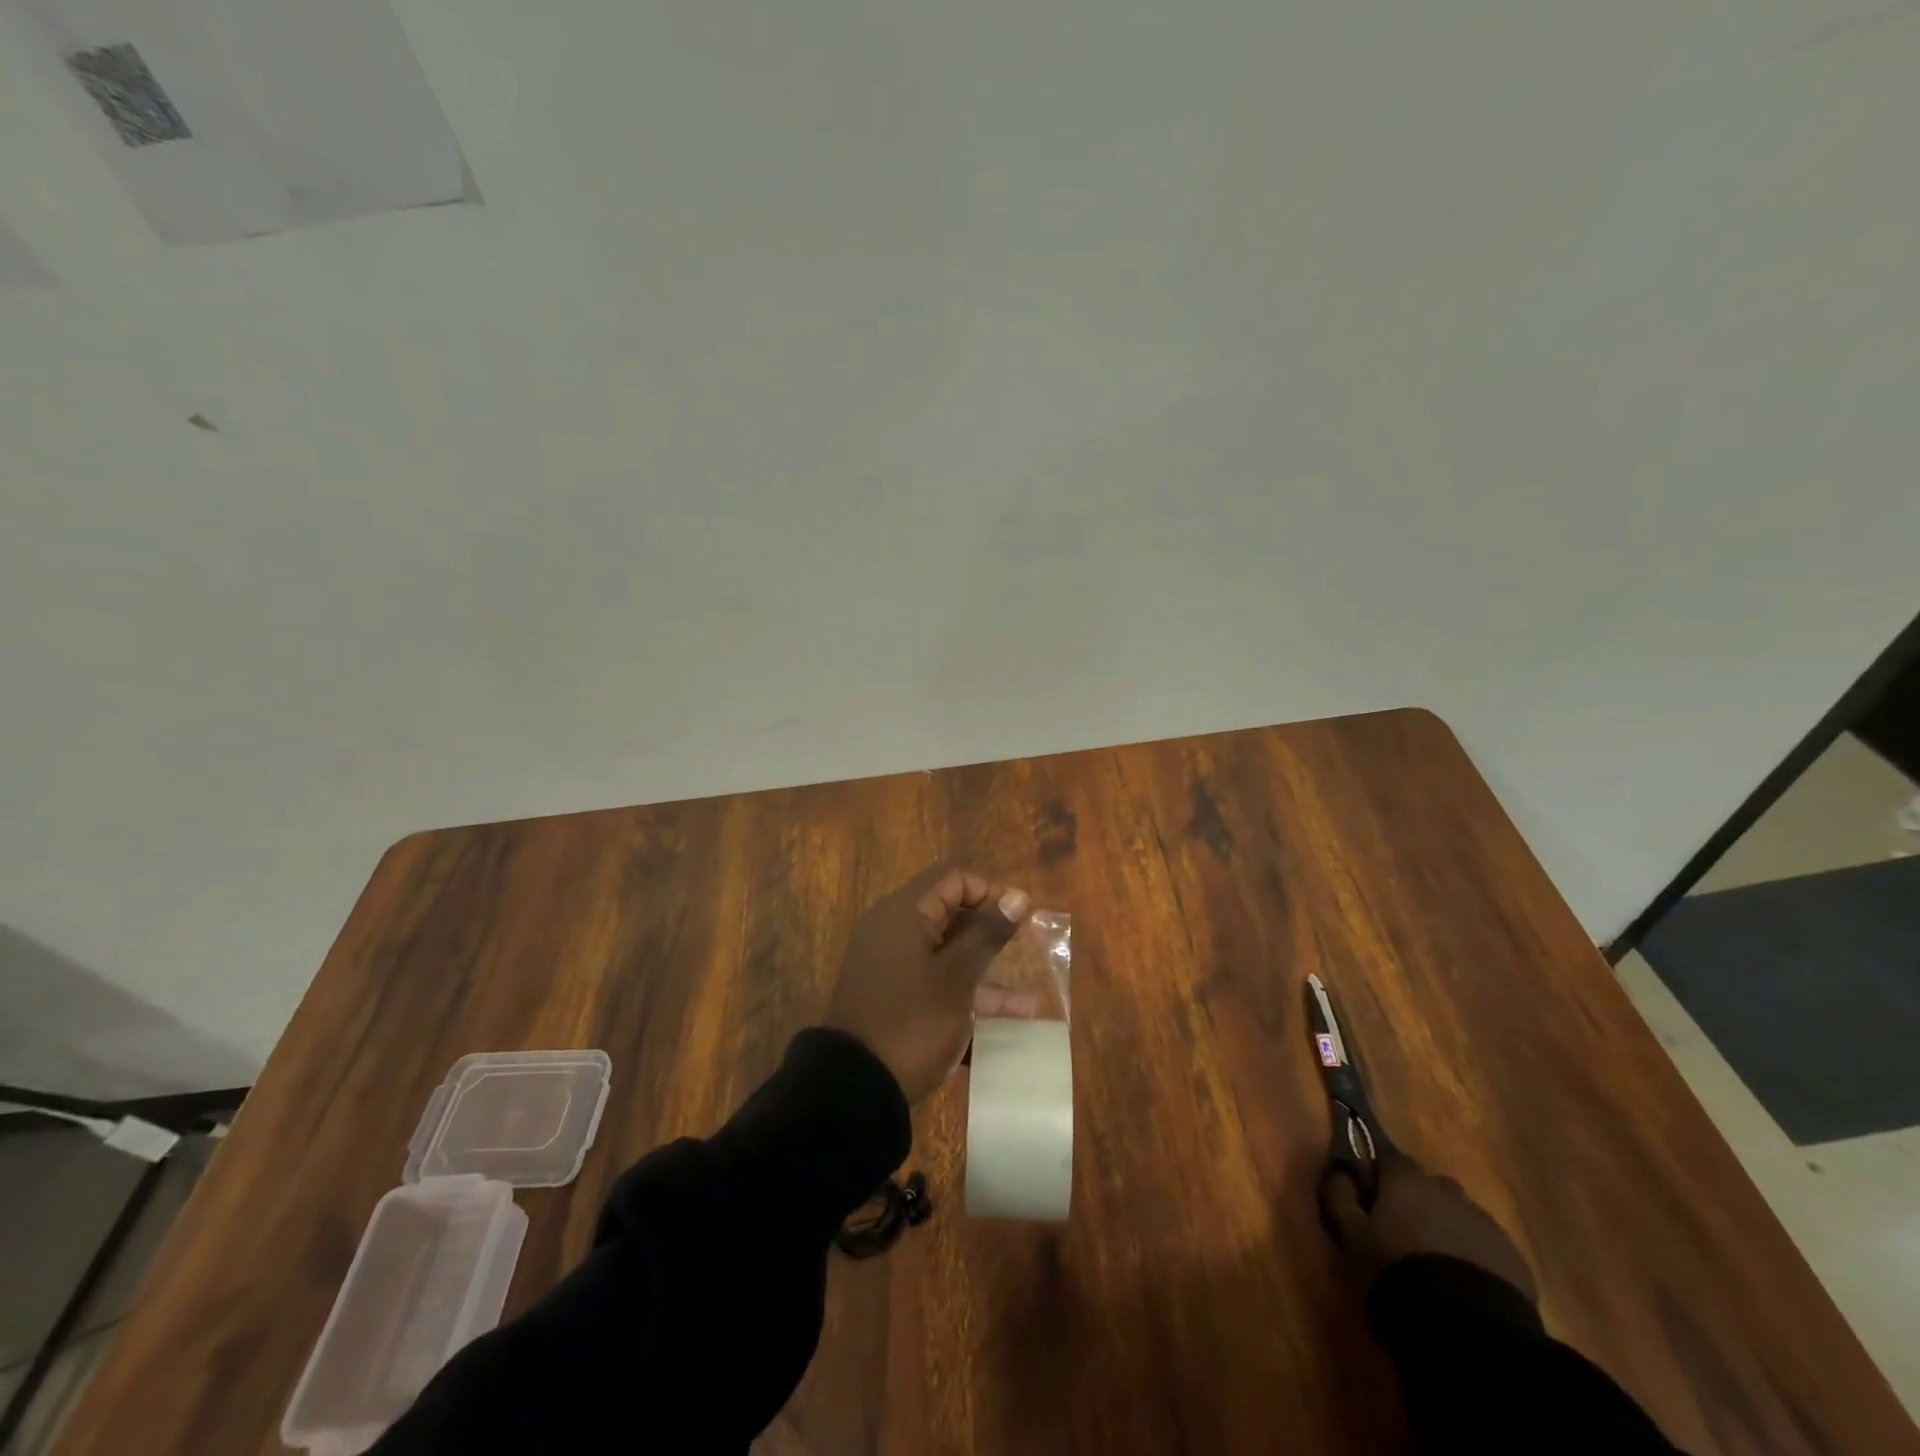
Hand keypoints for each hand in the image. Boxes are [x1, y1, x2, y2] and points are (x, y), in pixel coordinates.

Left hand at [825, 865, 1030, 1102]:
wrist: (855, 1087)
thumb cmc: (913, 1021)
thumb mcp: (957, 977)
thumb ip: (987, 934)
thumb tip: (1017, 896)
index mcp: (904, 913)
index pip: (951, 878)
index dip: (989, 891)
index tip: (1019, 919)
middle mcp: (893, 930)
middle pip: (949, 913)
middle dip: (989, 930)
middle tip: (1024, 950)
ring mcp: (890, 964)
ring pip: (946, 952)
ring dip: (984, 968)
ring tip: (1029, 994)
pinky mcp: (892, 995)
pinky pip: (934, 980)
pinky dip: (965, 991)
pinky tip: (1006, 1018)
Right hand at [1322, 1150, 1536, 1301]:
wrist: (1469, 1334)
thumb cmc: (1397, 1274)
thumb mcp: (1351, 1237)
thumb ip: (1340, 1196)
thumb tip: (1340, 1170)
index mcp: (1408, 1180)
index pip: (1391, 1160)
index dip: (1381, 1179)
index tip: (1373, 1204)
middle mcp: (1449, 1191)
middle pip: (1431, 1187)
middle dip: (1420, 1203)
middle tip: (1406, 1237)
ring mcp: (1487, 1226)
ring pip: (1462, 1217)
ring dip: (1449, 1230)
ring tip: (1438, 1267)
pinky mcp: (1516, 1263)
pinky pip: (1489, 1249)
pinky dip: (1476, 1258)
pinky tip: (1466, 1288)